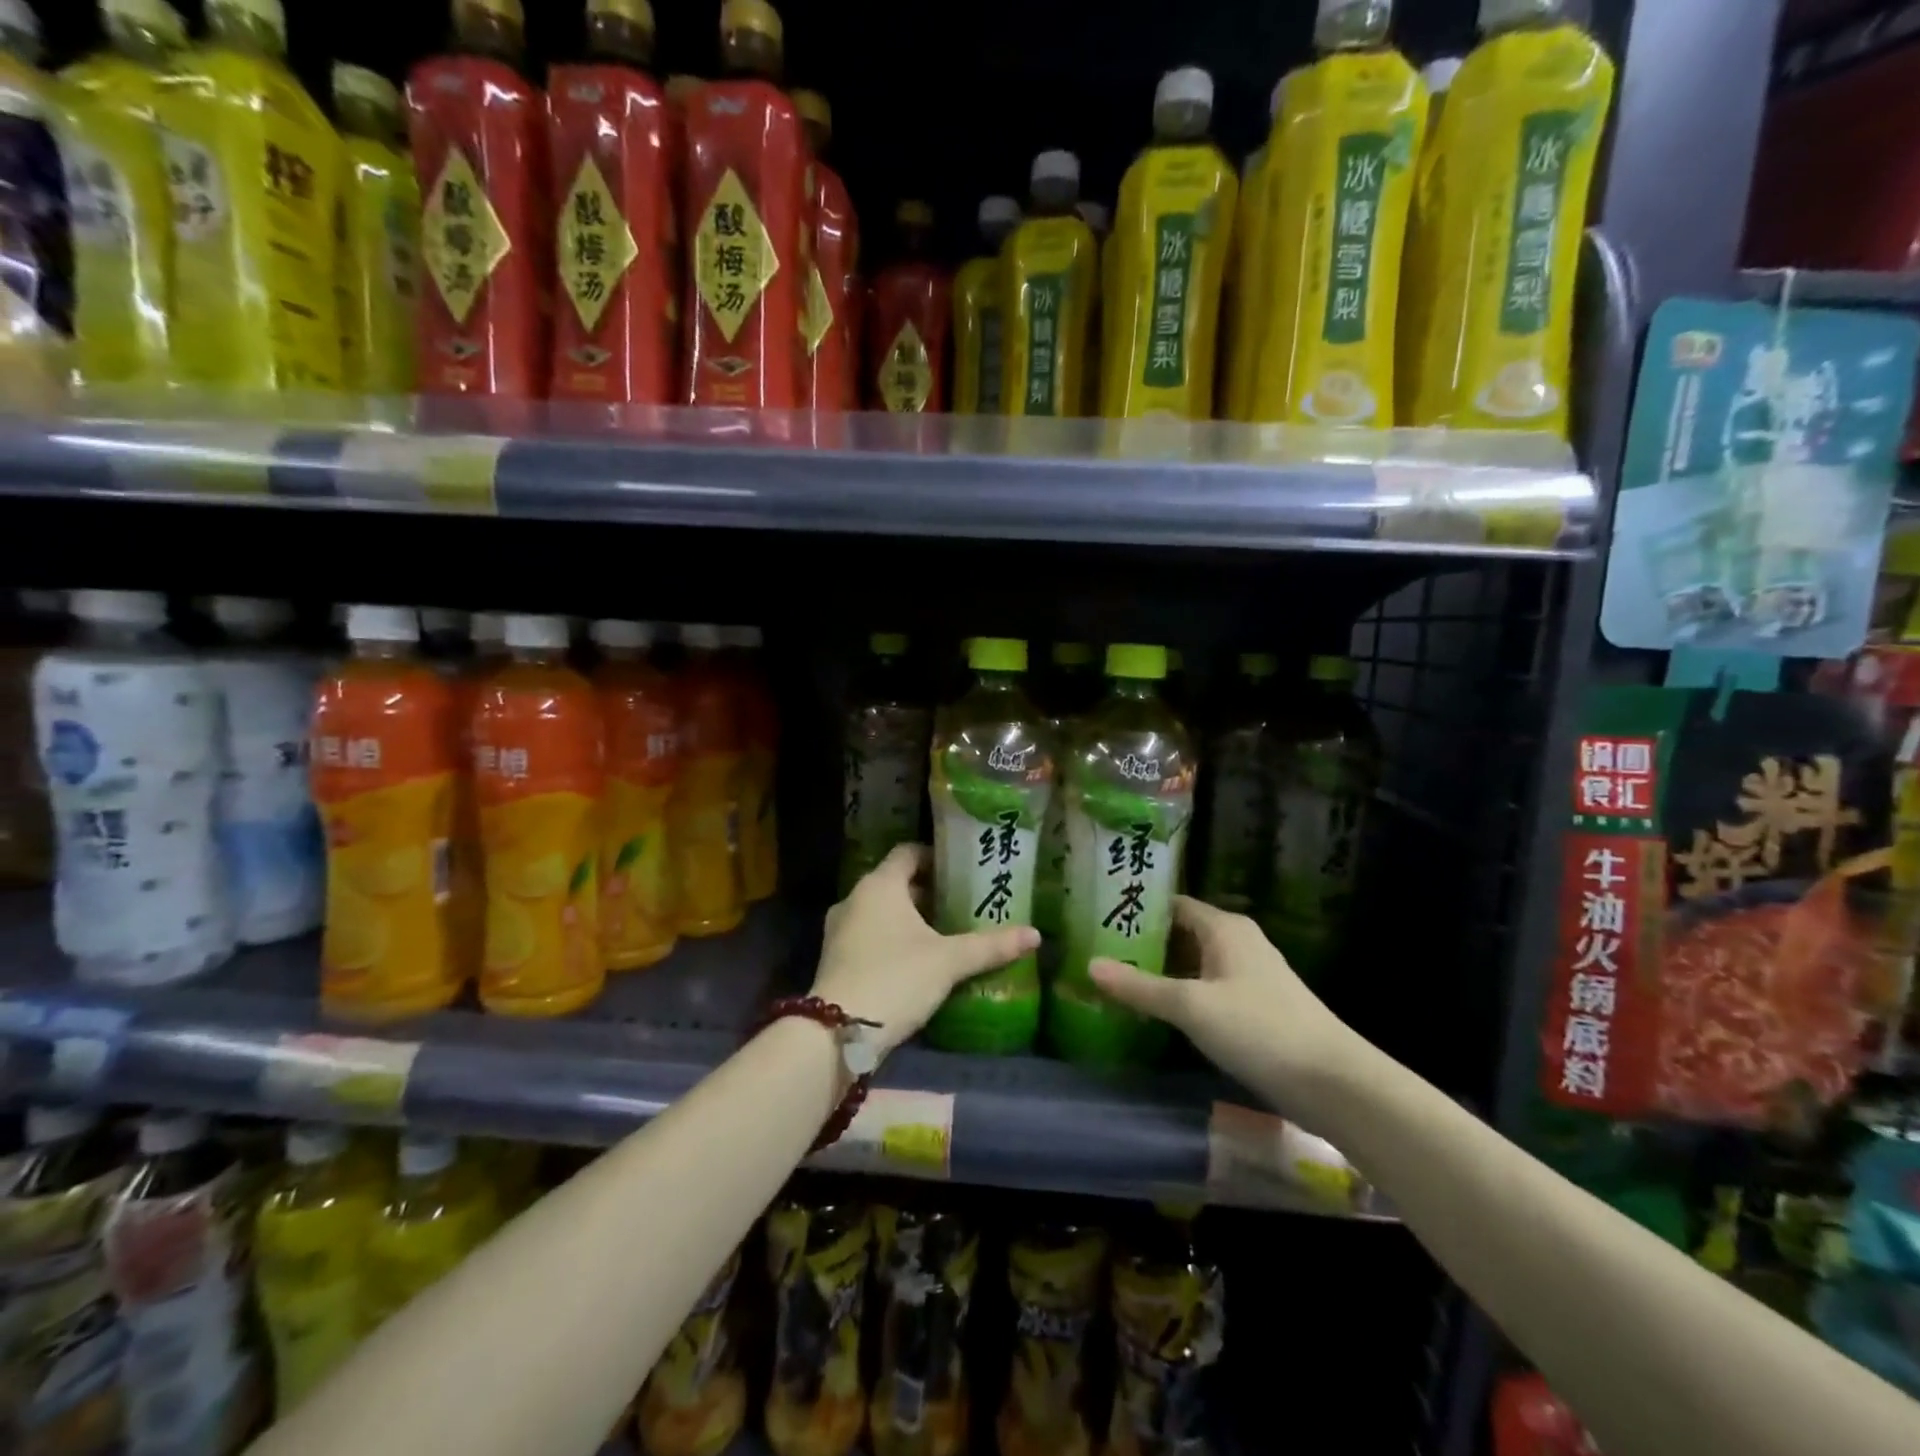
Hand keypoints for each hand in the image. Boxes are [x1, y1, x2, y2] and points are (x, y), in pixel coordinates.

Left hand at [812, 844, 1039, 1059]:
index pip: (908, 852)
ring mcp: (839, 929)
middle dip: (928, 893)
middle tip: (961, 905)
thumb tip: (1035, 934)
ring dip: (909, 918)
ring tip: (943, 934)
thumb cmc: (896, 979)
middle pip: (895, 883)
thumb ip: (990, 945)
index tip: (961, 871)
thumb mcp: (949, 961)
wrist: (838, 1033)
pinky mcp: (835, 958)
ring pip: (881, 911)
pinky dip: (891, 939)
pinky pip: (868, 935)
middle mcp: (854, 898)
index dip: (935, 857)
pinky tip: (916, 961)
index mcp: (879, 885)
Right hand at [1090, 896, 1370, 1120]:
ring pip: (1195, 962)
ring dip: (1162, 971)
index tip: (1099, 920)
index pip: (1171, 905)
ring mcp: (1250, 974)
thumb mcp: (1191, 1007)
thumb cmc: (1259, 1029)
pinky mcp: (1257, 1005)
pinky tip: (1160, 1011)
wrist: (1334, 1082)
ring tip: (1120, 981)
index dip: (1137, 910)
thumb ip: (1139, 986)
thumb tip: (1089, 965)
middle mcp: (1238, 941)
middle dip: (1144, 944)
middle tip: (1100, 954)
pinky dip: (1183, 993)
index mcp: (1224, 927)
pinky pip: (1209, 986)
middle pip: (1181, 933)